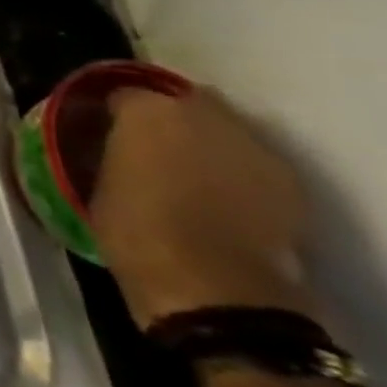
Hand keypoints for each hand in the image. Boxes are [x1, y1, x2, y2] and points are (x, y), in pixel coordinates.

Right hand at [90, 86, 316, 329]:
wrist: (216, 292)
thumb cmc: (137, 233)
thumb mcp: (96, 186)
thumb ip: (109, 154)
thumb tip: (110, 148)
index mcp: (147, 111)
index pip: (122, 94)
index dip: (112, 113)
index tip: (103, 132)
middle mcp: (203, 114)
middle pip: (184, 101)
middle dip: (170, 117)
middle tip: (151, 146)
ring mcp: (254, 147)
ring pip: (224, 130)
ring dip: (207, 142)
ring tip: (189, 173)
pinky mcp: (290, 184)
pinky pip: (252, 163)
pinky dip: (237, 172)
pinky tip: (221, 198)